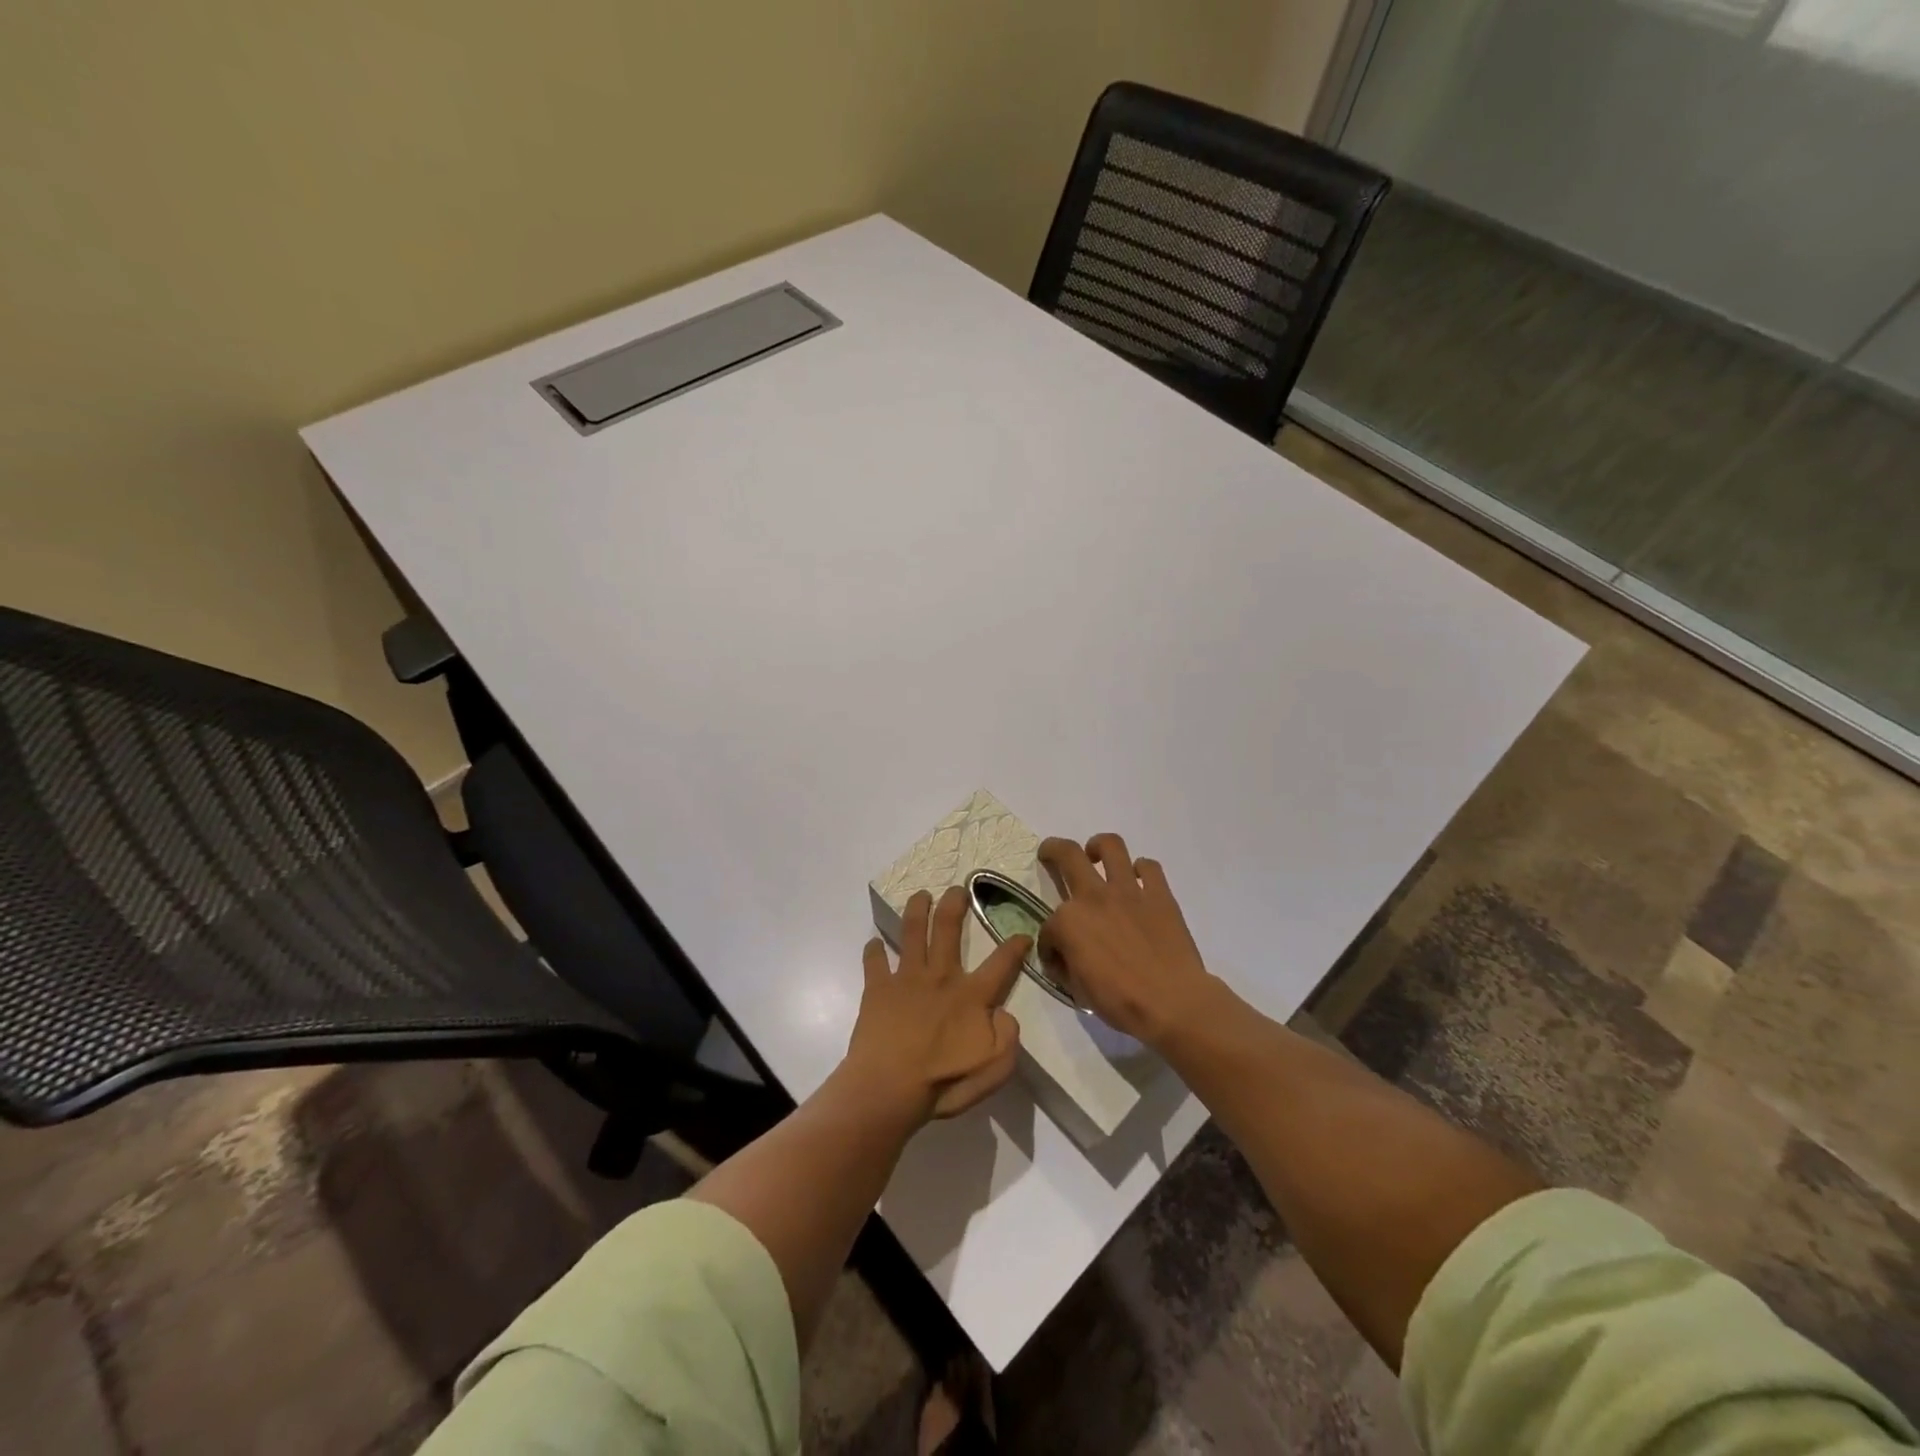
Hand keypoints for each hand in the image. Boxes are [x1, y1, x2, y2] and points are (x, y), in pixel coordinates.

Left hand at [844, 887, 1025, 1122]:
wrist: (888, 1088)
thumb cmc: (944, 1082)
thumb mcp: (995, 1069)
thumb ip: (1008, 1037)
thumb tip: (1005, 1012)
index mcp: (971, 995)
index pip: (1001, 963)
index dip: (1015, 945)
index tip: (1024, 933)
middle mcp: (940, 976)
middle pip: (948, 928)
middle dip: (954, 903)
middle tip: (957, 888)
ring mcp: (906, 978)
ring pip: (912, 932)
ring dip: (917, 909)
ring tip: (920, 895)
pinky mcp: (877, 988)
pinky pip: (874, 961)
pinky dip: (873, 950)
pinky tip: (873, 944)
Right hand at [1037, 834, 1220, 1047]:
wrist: (1172, 1003)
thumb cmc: (1120, 1002)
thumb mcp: (1078, 990)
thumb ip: (1066, 964)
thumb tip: (1064, 958)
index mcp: (1068, 922)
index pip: (1048, 928)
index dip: (1049, 945)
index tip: (1058, 962)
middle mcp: (1094, 896)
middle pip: (1067, 854)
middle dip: (1053, 849)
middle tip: (1051, 853)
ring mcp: (1129, 891)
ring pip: (1111, 846)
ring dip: (1099, 847)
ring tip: (1097, 855)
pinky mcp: (1160, 895)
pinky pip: (1149, 867)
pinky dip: (1142, 870)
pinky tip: (1139, 882)